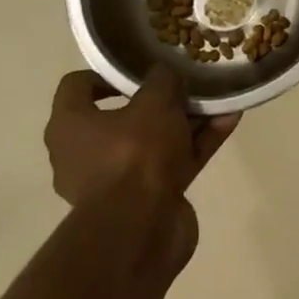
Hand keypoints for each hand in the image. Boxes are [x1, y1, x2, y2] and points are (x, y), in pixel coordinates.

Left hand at [42, 66, 240, 272]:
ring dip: (186, 121)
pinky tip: (228, 122)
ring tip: (218, 100)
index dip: (107, 73)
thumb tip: (165, 72)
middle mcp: (84, 153)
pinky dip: (197, 144)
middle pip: (123, 115)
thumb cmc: (134, 154)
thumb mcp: (154, 102)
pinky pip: (173, 162)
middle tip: (186, 83)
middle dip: (159, 99)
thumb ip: (162, 81)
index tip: (139, 68)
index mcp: (70, 126)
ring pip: (154, 139)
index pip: (77, 85)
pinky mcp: (147, 199)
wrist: (142, 229)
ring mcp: (117, 180)